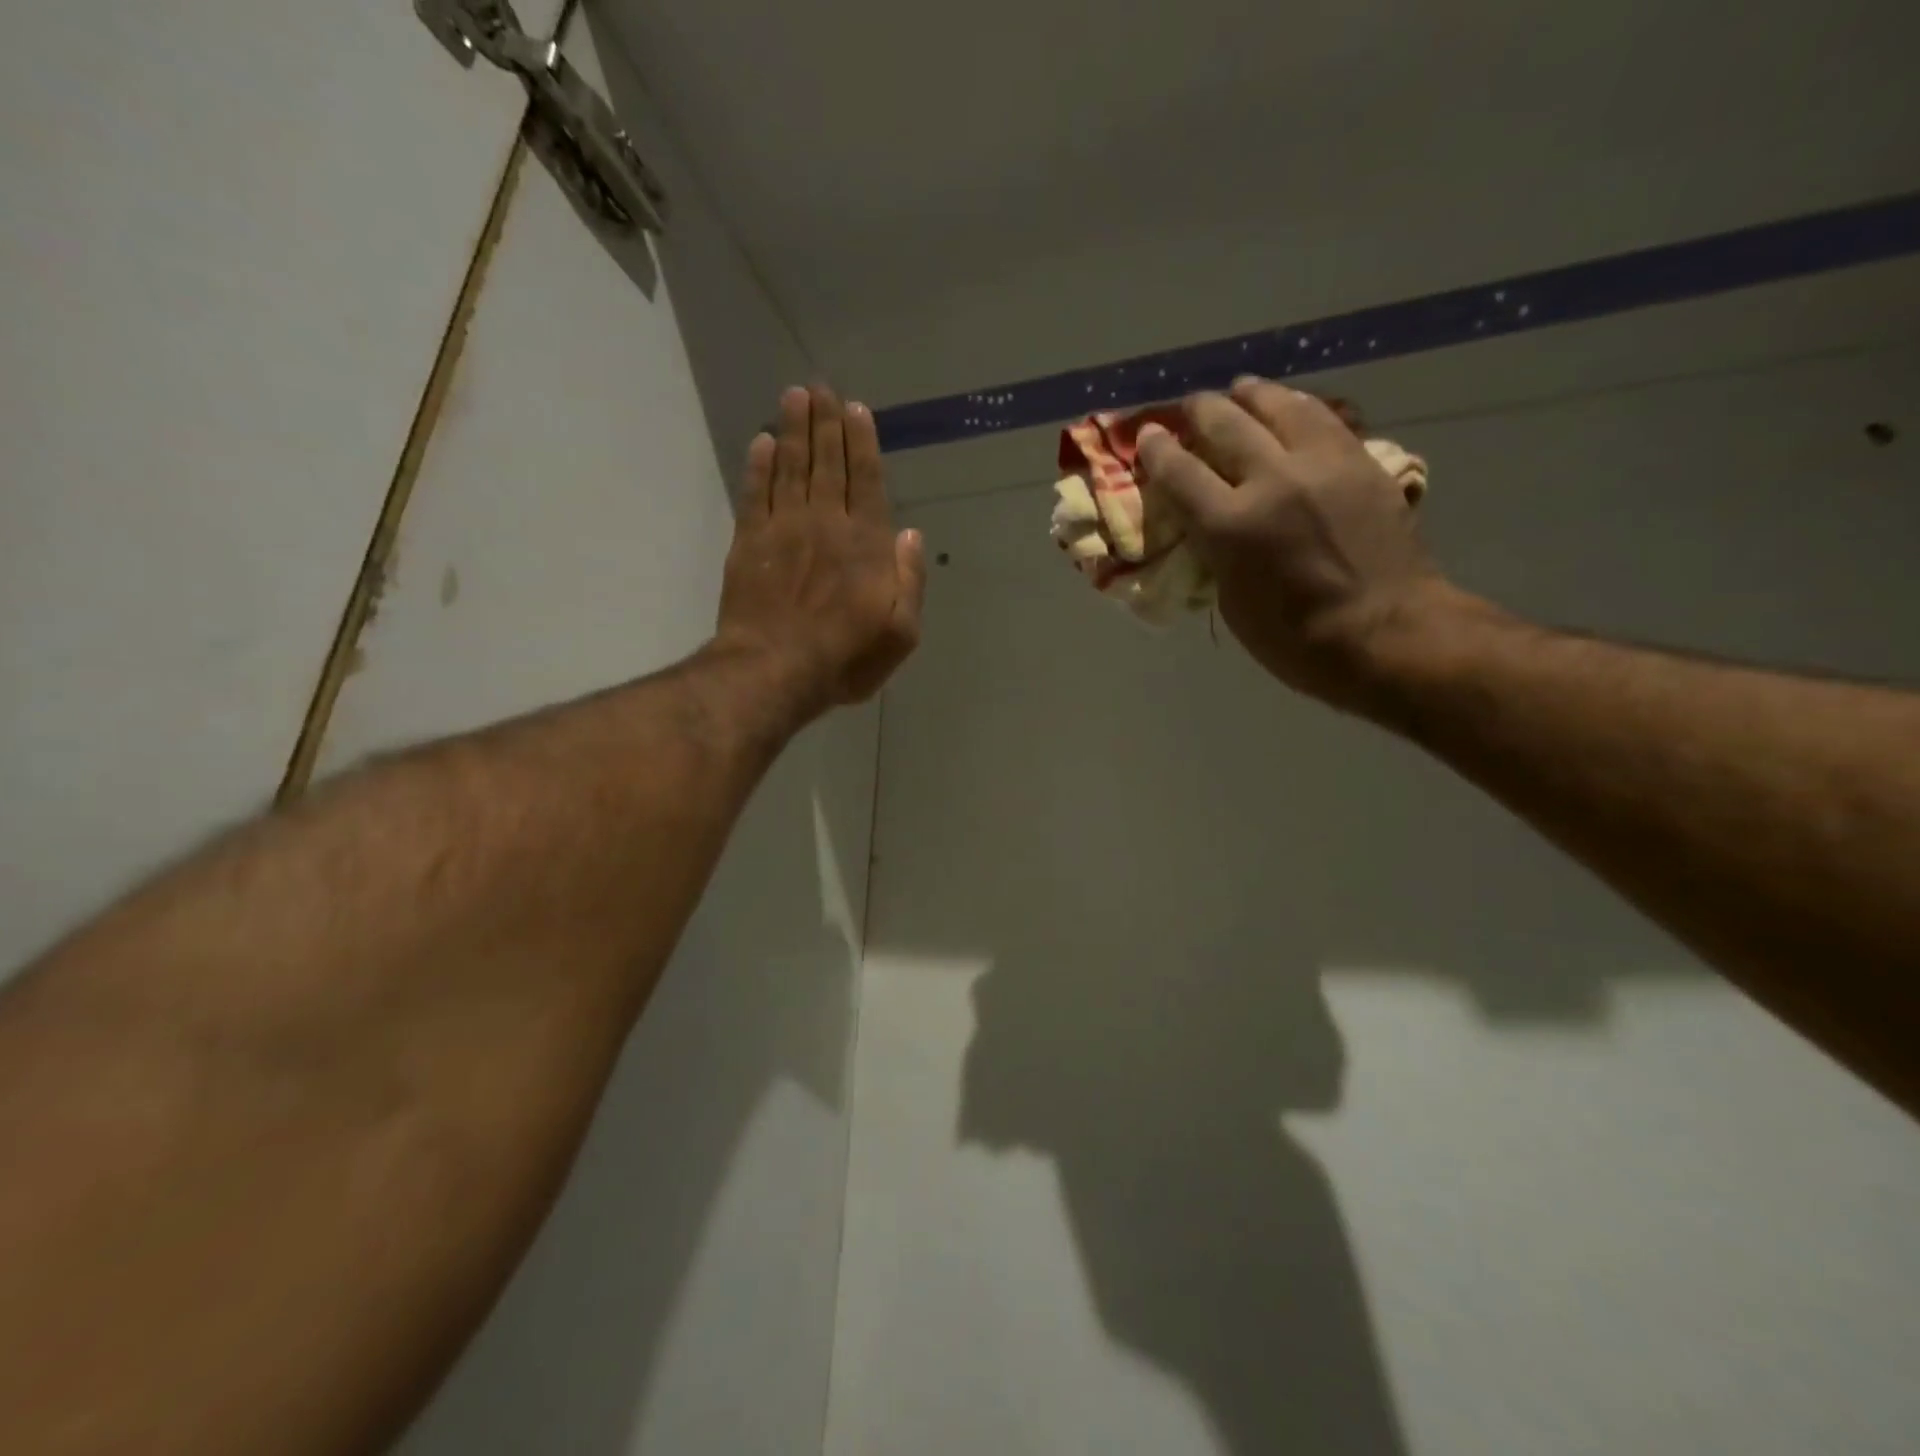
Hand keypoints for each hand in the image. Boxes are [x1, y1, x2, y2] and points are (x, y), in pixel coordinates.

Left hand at [716, 385, 926, 718]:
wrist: (775, 669)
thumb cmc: (846, 657)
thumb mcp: (900, 633)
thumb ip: (909, 580)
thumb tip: (910, 534)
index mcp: (866, 544)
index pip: (866, 481)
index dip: (862, 443)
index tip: (857, 410)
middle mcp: (826, 523)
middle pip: (827, 463)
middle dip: (826, 423)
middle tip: (822, 388)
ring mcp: (783, 529)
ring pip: (791, 467)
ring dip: (794, 430)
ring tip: (795, 396)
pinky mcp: (749, 543)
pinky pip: (755, 493)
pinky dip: (759, 466)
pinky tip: (762, 442)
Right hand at [1136, 377, 1459, 714]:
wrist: (1387, 633)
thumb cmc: (1296, 639)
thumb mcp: (1233, 602)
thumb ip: (1217, 551)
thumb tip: (1212, 523)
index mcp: (1231, 525)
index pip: (1179, 471)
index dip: (1157, 449)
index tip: (1149, 435)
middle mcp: (1273, 480)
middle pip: (1226, 424)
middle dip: (1201, 411)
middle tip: (1191, 407)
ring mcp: (1322, 465)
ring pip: (1279, 406)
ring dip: (1252, 395)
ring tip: (1241, 391)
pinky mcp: (1361, 462)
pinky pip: (1324, 418)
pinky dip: (1298, 408)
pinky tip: (1291, 408)